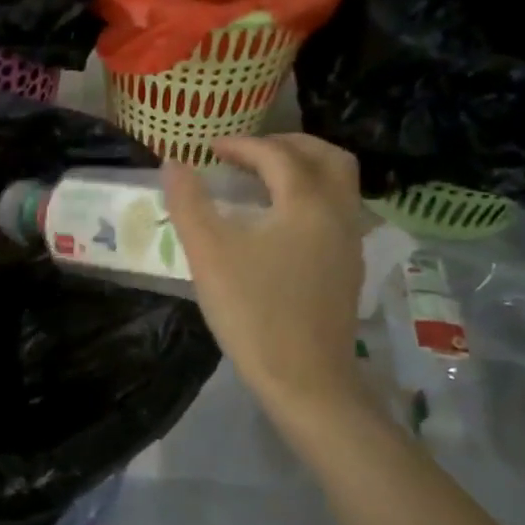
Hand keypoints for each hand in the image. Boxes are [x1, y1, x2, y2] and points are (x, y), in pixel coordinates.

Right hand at [163, 134, 366, 418]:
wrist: (305, 380)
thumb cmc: (253, 311)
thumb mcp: (209, 253)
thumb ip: (189, 202)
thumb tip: (173, 163)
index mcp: (307, 202)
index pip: (276, 155)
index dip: (241, 145)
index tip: (209, 148)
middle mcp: (339, 213)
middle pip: (327, 157)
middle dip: (288, 144)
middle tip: (249, 152)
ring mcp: (351, 243)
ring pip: (339, 185)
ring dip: (305, 169)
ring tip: (265, 180)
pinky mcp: (350, 269)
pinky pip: (339, 212)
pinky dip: (313, 197)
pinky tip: (282, 222)